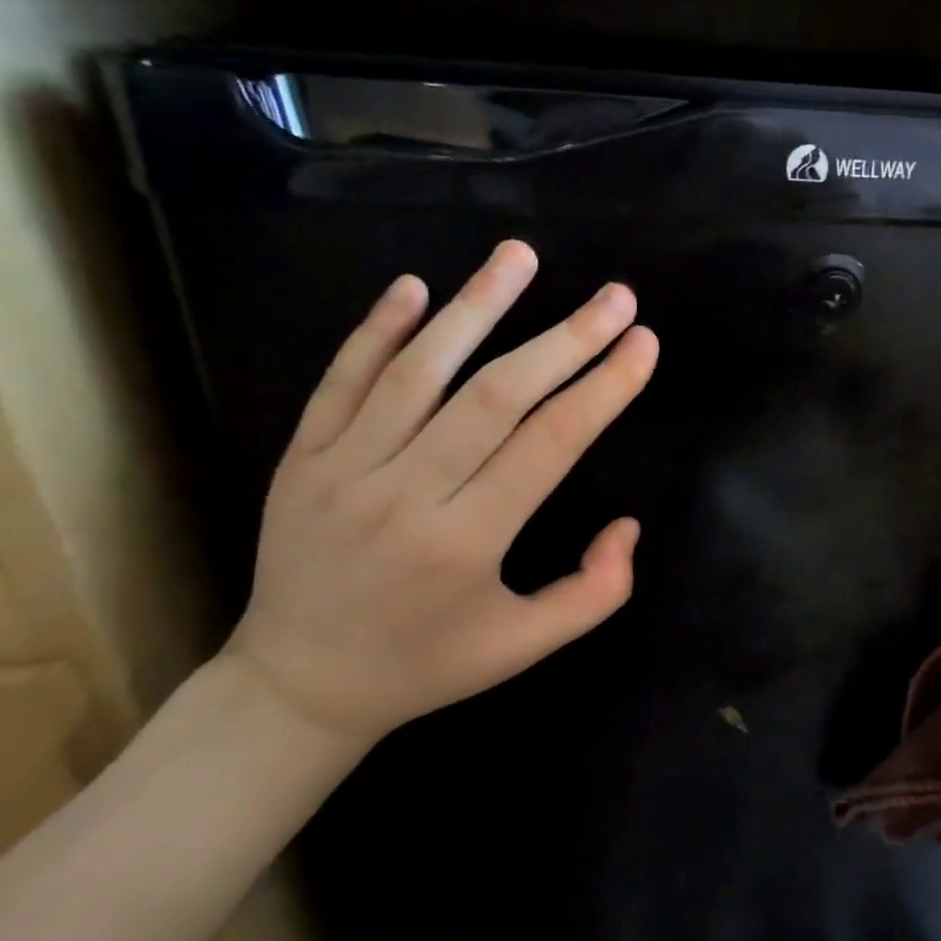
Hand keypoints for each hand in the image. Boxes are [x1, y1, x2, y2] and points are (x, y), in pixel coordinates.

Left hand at [221, 240, 658, 751]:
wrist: (298, 685)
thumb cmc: (427, 664)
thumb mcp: (524, 647)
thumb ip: (594, 592)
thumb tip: (628, 524)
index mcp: (466, 544)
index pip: (549, 445)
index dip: (602, 388)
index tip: (643, 343)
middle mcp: (404, 496)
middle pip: (495, 396)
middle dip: (565, 339)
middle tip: (615, 296)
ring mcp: (344, 470)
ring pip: (419, 371)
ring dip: (476, 307)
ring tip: (521, 255)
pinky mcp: (303, 458)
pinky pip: (341, 380)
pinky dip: (377, 329)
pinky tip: (415, 286)